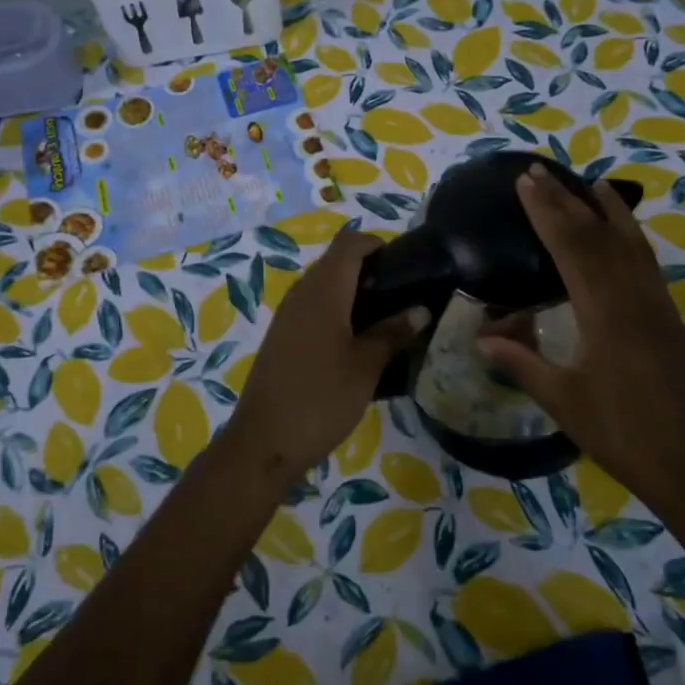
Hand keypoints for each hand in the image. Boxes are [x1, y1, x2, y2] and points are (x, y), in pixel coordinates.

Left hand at [224, 231, 426, 484]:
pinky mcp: (281, 336)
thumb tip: (420, 309)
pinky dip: (336, 312)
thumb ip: (393, 333)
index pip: (349, 243)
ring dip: (353, 293)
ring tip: (386, 320)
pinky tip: (356, 341)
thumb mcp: (366, 367)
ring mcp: (287, 315)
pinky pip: (312, 308)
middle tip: (402, 296)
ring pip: (324, 286)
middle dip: (369, 270)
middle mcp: (301, 293)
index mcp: (323, 290)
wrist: (264, 442)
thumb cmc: (321, 399)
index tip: (405, 265)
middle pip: (336, 262)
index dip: (377, 244)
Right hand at [478, 165, 684, 503]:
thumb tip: (482, 337)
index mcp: (604, 313)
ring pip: (628, 242)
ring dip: (604, 210)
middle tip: (538, 172)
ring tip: (586, 182)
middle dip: (565, 201)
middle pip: (596, 236)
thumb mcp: (563, 401)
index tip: (524, 183)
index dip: (545, 212)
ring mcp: (655, 304)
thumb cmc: (622, 434)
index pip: (570, 247)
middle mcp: (632, 297)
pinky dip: (630, 235)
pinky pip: (645, 261)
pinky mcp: (667, 316)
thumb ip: (522, 363)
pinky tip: (622, 231)